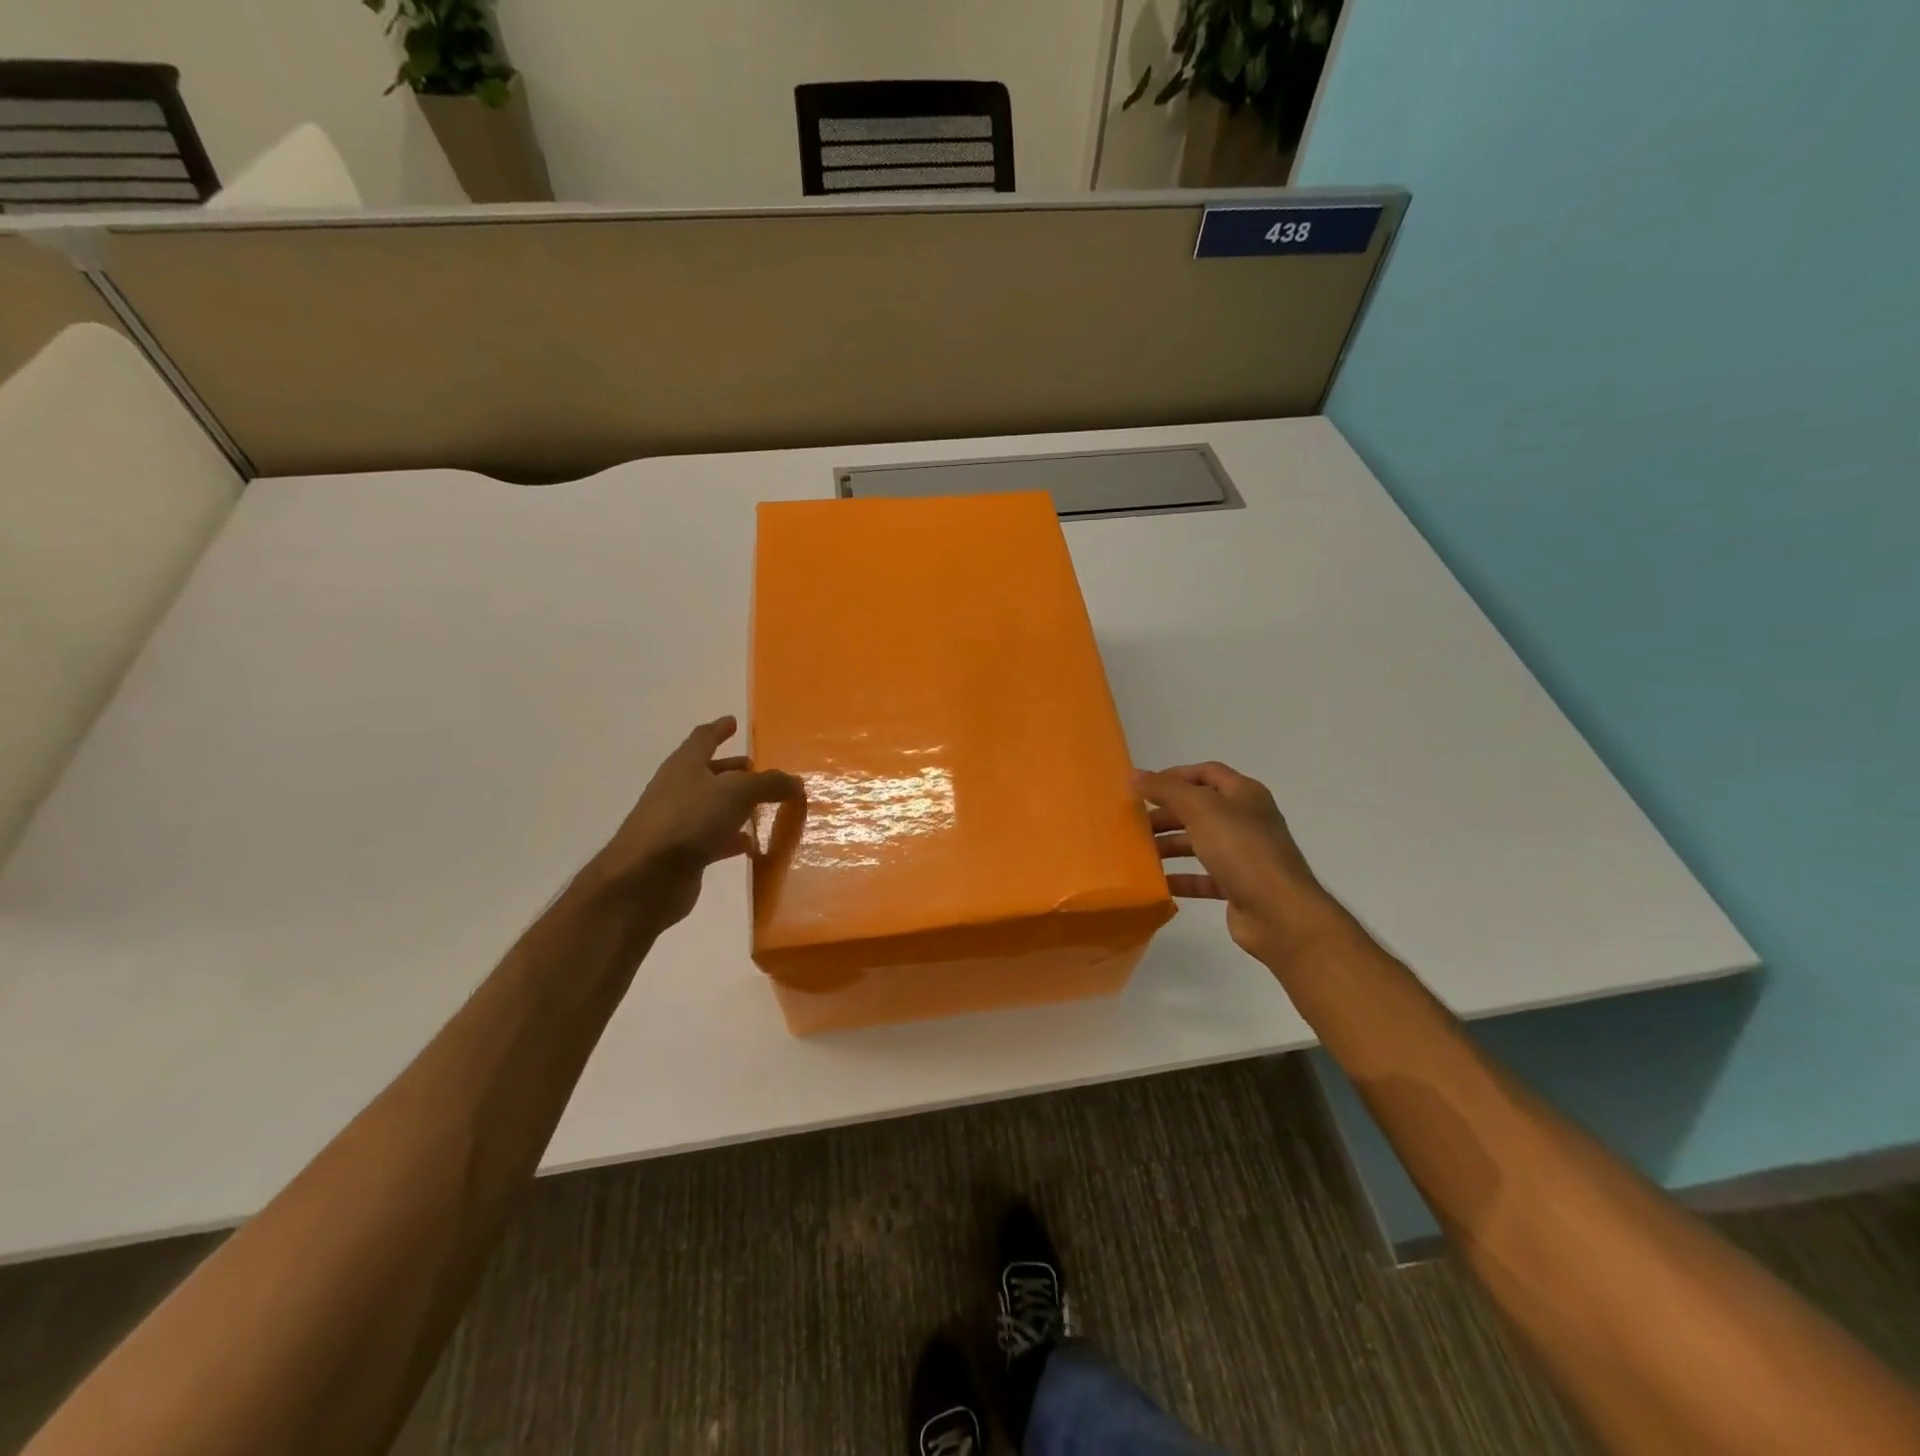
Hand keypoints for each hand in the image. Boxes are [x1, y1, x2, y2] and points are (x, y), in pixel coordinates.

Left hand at [584, 716, 803, 929]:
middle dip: (731, 769)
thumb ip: (769, 784)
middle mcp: (679, 789)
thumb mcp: (737, 792)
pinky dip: (733, 838)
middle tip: (755, 768)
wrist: (645, 879)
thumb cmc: (689, 820)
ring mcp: (678, 823)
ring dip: (735, 805)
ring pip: (712, 807)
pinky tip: (752, 844)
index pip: (703, 738)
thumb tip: (795, 782)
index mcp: (685, 765)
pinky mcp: (683, 854)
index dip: (720, 729)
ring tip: (763, 807)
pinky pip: (714, 839)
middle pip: (708, 773)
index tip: (733, 722)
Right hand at [1135, 761, 1342, 965]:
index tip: (1143, 788)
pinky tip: (1157, 882)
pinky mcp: (1239, 887)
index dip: (1175, 776)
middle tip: (1134, 822)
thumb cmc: (1242, 850)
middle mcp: (1246, 821)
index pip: (1207, 773)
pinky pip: (1204, 877)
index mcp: (1244, 795)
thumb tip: (1134, 775)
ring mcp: (1244, 855)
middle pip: (1200, 809)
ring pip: (1200, 843)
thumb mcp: (1200, 810)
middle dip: (1167, 813)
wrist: (1280, 913)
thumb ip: (1166, 790)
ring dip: (1170, 845)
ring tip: (1139, 852)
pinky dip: (1181, 878)